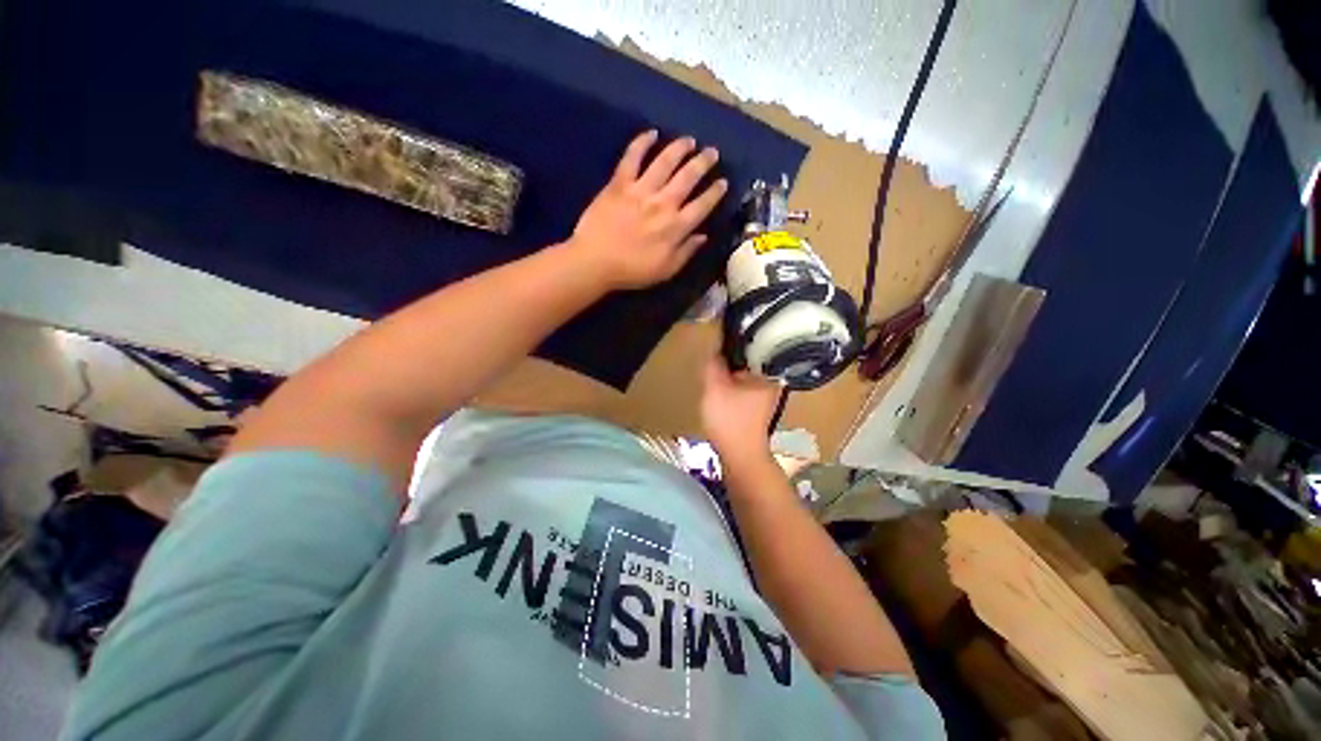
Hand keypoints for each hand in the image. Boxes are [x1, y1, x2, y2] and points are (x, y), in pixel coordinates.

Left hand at [568, 130, 727, 289]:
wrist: (595, 262)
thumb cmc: (632, 271)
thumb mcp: (666, 270)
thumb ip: (686, 252)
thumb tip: (703, 236)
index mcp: (675, 227)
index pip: (702, 205)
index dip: (715, 192)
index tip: (723, 182)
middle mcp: (663, 203)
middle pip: (688, 177)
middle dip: (703, 162)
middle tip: (712, 152)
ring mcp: (640, 190)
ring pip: (665, 162)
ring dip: (679, 148)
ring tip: (689, 140)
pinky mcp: (619, 183)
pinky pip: (632, 157)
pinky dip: (642, 142)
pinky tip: (651, 133)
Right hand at [701, 354, 781, 466]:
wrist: (741, 457)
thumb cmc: (730, 420)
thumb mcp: (714, 387)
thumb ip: (713, 364)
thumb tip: (716, 348)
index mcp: (767, 372)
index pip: (749, 347)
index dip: (730, 345)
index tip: (716, 349)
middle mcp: (771, 381)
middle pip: (745, 361)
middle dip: (727, 363)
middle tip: (712, 368)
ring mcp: (766, 395)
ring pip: (743, 375)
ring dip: (728, 376)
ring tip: (715, 380)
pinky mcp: (758, 407)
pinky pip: (743, 388)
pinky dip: (731, 388)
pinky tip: (721, 394)